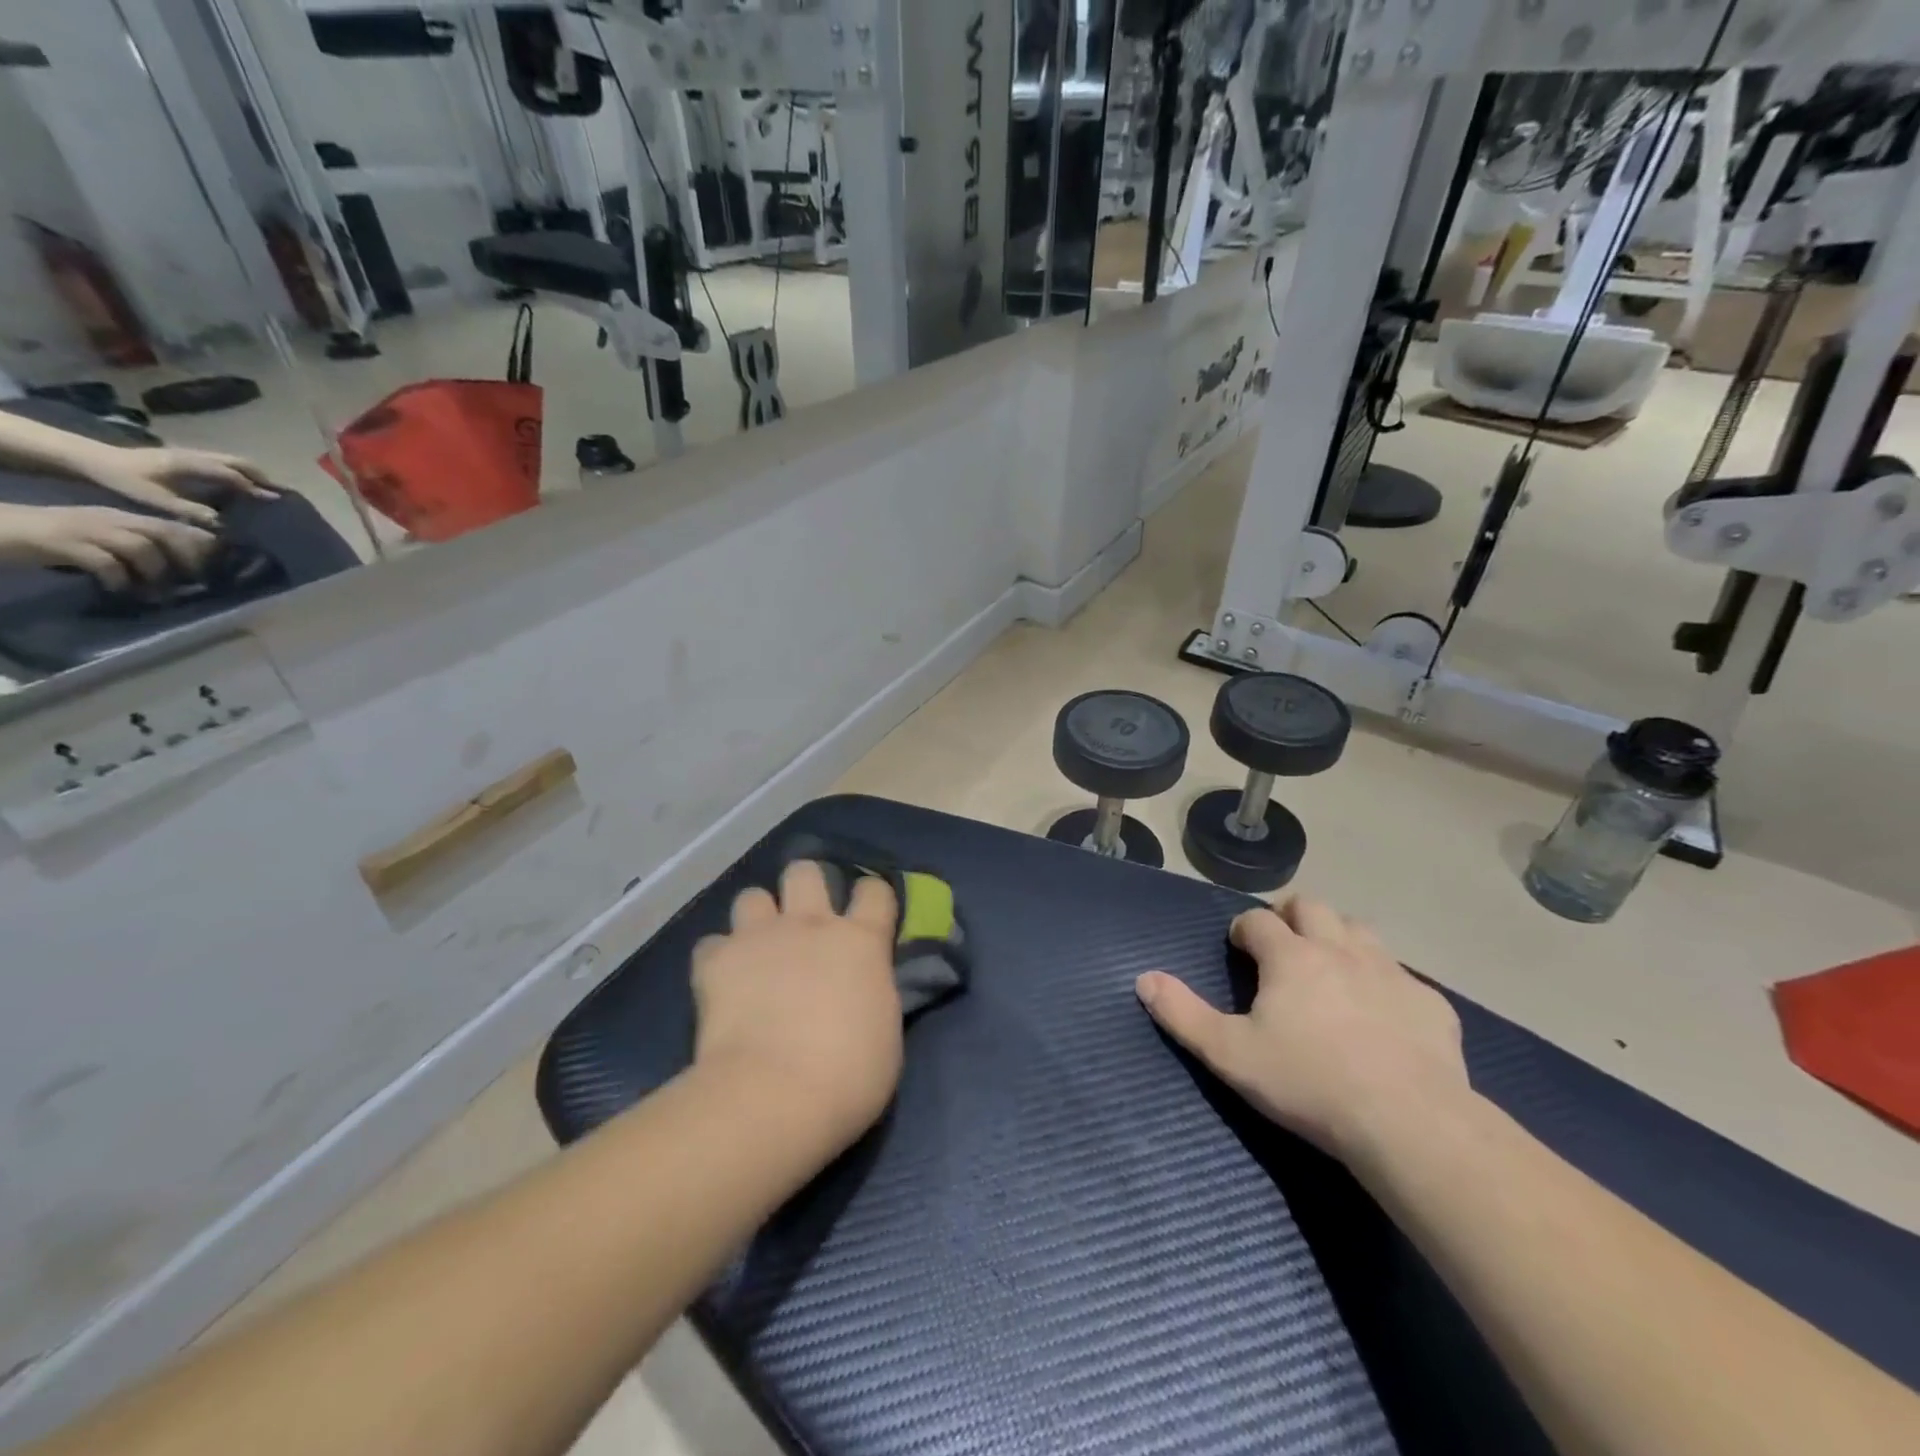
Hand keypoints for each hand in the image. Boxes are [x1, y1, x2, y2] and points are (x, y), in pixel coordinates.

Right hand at [0, 503, 216, 591]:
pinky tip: (118, 592)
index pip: (172, 525)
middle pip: (164, 532)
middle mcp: (108, 519)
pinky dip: (119, 580)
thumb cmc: (51, 539)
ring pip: (141, 547)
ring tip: (156, 595)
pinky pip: (105, 562)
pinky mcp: (61, 543)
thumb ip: (135, 550)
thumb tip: (178, 571)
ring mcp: (85, 529)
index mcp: (120, 518)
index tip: (217, 566)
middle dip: (188, 558)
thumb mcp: (101, 541)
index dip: (200, 544)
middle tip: (195, 582)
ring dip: (156, 574)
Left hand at [76, 446, 274, 526]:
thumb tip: (223, 524)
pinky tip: (239, 484)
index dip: (256, 488)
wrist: (88, 458)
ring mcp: (189, 454)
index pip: (233, 475)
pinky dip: (237, 472)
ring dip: (251, 473)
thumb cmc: (121, 479)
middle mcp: (194, 456)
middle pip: (238, 462)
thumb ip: (190, 510)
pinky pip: (220, 462)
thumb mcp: (155, 499)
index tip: (277, 500)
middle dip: (262, 477)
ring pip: (231, 460)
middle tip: (280, 493)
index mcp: (191, 464)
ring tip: (266, 488)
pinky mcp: (184, 457)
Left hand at [692, 861, 903, 1147]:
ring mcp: (761, 937)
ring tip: (757, 948)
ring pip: (752, 895)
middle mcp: (811, 924)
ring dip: (756, 918)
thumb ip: (872, 993)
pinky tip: (721, 982)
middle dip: (804, 887)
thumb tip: (861, 988)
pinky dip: (718, 959)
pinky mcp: (717, 960)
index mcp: (861, 941)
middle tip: (803, 921)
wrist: (775, 1095)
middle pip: (805, 872)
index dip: (871, 897)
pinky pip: (711, 944)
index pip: (875, 890)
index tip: (867, 915)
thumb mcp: (885, 1032)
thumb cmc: (848, 1076)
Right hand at [1136, 895, 1468, 1160]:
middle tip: (1282, 945)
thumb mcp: (1230, 1054)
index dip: (1244, 928)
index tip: (1239, 946)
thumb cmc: (1308, 1083)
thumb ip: (1182, 1014)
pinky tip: (1382, 1013)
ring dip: (1339, 936)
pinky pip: (1404, 976)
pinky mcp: (1430, 1004)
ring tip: (1329, 966)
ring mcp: (1391, 973)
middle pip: (1312, 907)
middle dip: (1291, 916)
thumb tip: (1143, 979)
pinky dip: (1384, 982)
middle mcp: (1340, 950)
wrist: (1409, 1123)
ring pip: (1360, 930)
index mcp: (1291, 957)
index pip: (1258, 919)